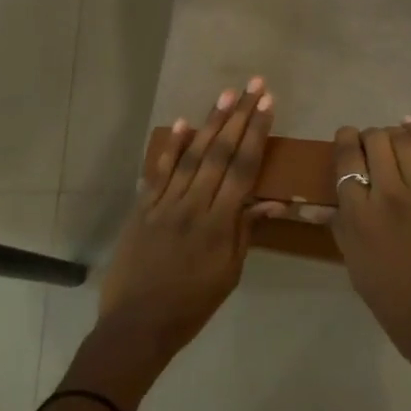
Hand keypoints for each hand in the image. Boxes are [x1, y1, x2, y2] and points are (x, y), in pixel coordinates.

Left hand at [74, 80, 274, 409]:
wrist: (137, 325)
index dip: (256, 134)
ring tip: (226, 94)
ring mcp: (164, 203)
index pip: (242, 169)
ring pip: (191, 155)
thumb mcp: (229, 274)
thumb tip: (273, 201)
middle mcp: (192, 205)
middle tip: (254, 85)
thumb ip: (246, 231)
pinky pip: (159, 171)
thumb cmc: (191, 305)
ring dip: (210, 122)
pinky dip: (170, 147)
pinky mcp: (142, 207)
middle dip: (239, 116)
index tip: (268, 104)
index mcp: (218, 223)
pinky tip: (182, 122)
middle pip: (219, 153)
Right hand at [330, 120, 410, 407]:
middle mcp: (388, 197)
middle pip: (375, 141)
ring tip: (391, 141)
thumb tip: (315, 205)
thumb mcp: (356, 267)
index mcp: (358, 218)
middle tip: (369, 147)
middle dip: (368, 137)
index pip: (346, 160)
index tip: (347, 140)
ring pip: (404, 142)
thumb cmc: (396, 305)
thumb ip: (340, 227)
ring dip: (393, 135)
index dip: (345, 141)